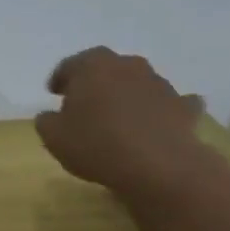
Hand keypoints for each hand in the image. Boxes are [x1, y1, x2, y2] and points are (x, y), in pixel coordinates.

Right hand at [35, 48, 206, 193]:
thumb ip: (46, 121)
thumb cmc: (96, 145)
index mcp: (93, 67)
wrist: (158, 165)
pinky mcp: (183, 106)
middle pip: (107, 68)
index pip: (71, 64)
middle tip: (84, 102)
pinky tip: (156, 122)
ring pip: (138, 82)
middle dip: (95, 82)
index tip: (54, 93)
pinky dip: (162, 109)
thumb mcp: (53, 137)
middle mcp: (128, 66)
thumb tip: (50, 115)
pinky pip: (170, 102)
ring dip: (126, 94)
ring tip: (117, 117)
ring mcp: (159, 84)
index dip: (60, 78)